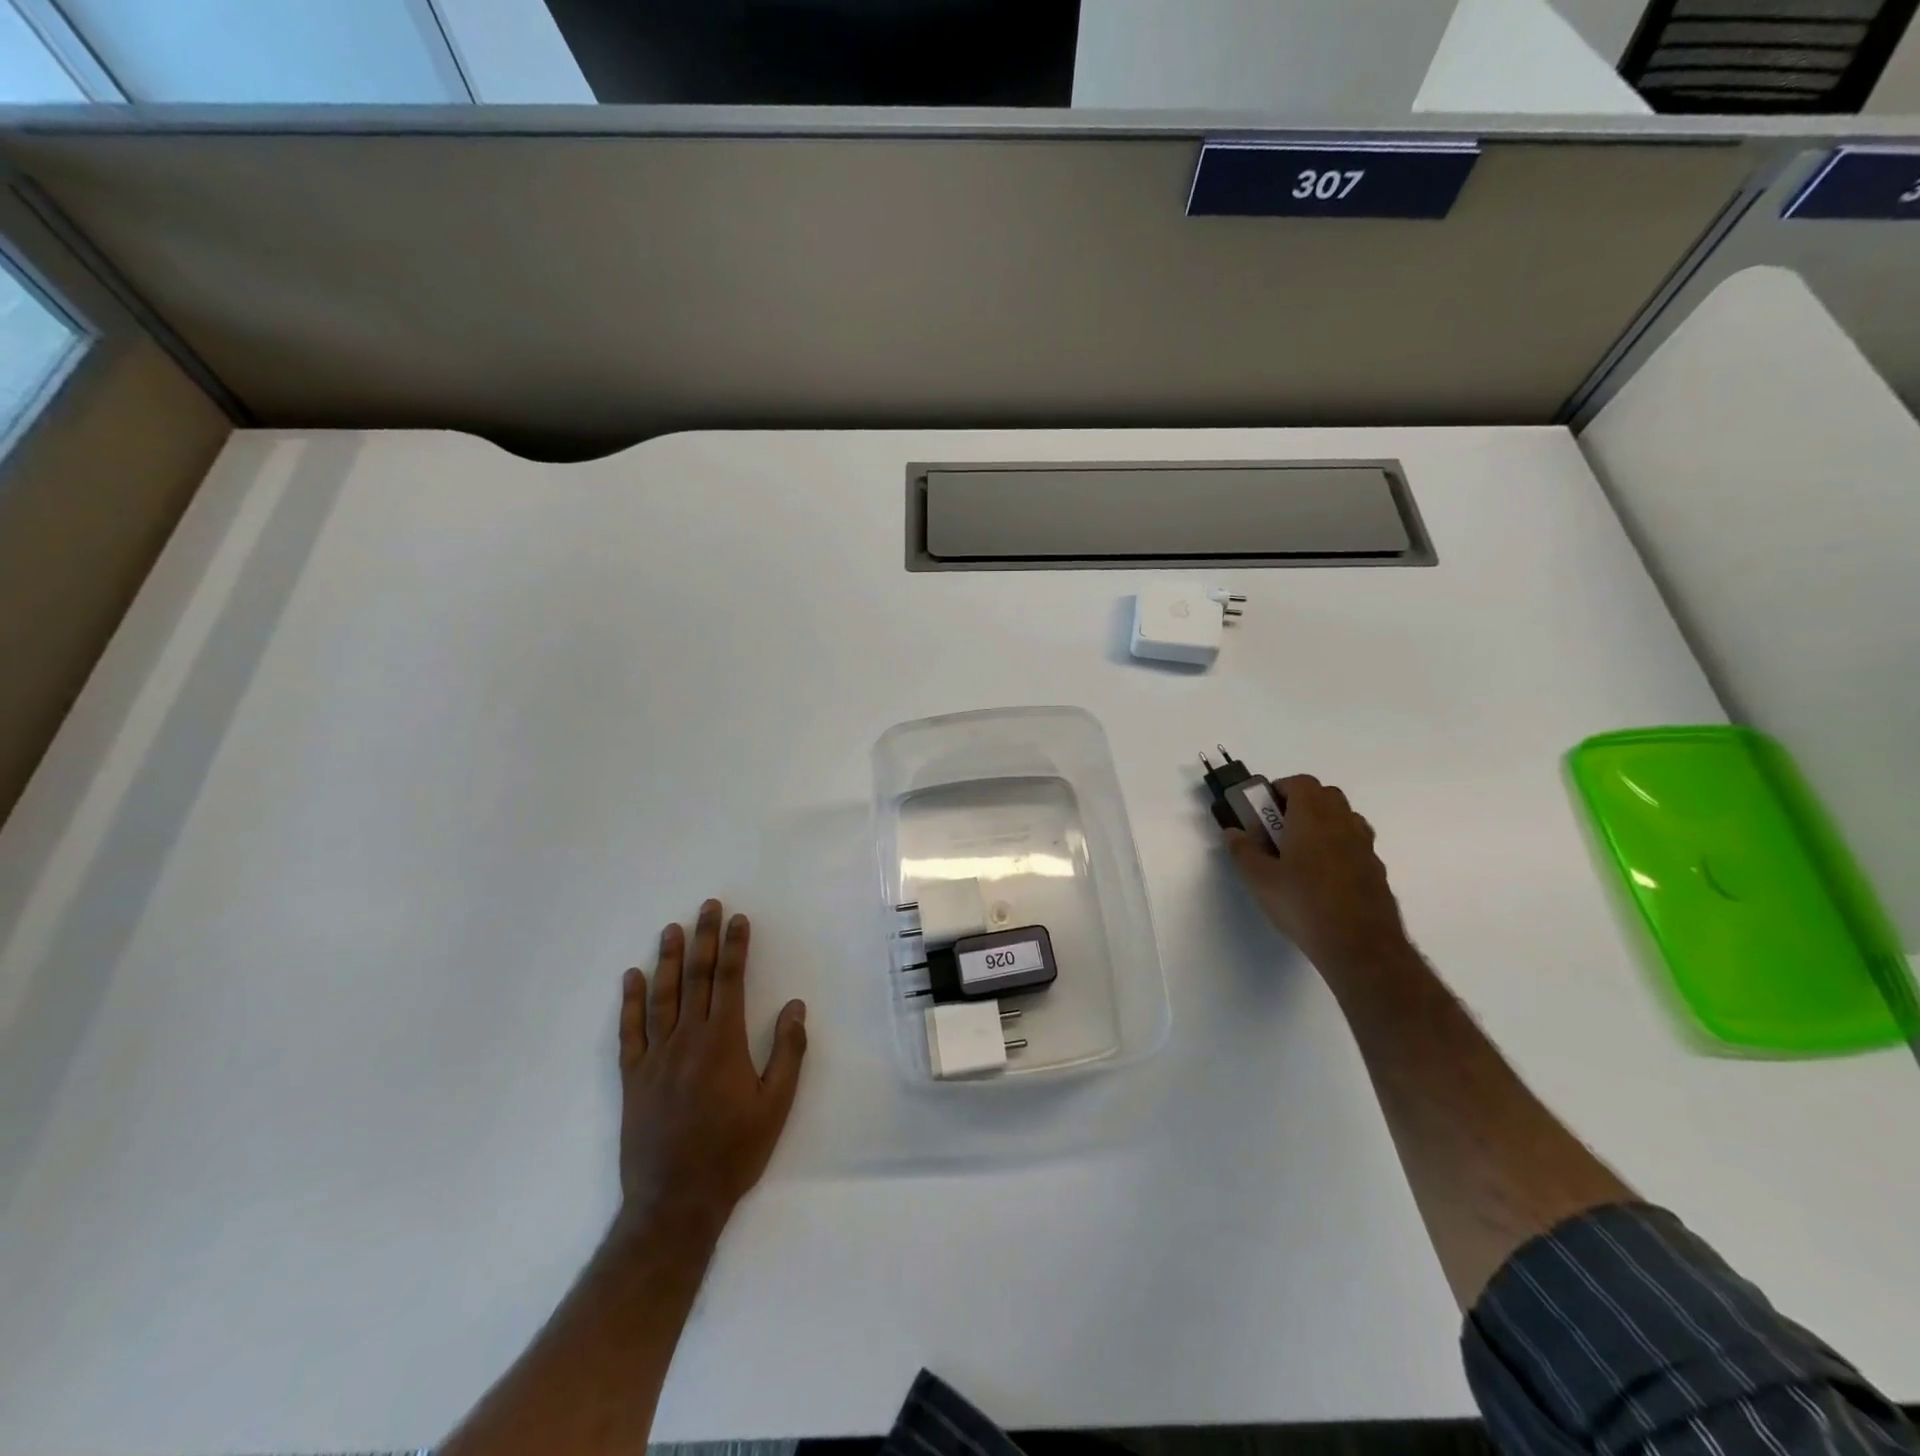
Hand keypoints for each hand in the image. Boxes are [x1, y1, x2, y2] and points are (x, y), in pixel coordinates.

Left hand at [616, 899, 807, 1238]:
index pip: (729, 981)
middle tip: (708, 906)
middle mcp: (687, 1040)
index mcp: (722, 1043)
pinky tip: (632, 977)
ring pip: (662, 996)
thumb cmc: (733, 1153)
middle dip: (704, 939)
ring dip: (668, 959)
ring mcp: (655, 1057)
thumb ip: (787, 1053)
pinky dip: (630, 1002)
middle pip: (696, 978)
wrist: (675, 1202)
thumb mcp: (776, 1106)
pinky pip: (630, 1031)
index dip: (734, 947)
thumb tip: (795, 1007)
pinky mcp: (633, 1078)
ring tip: (672, 929)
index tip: (738, 920)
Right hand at [1224, 775, 1411, 975]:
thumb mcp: (1259, 879)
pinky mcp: (1376, 870)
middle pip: (1325, 795)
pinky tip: (1323, 878)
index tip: (1263, 809)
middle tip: (1278, 828)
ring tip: (1301, 853)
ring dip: (1322, 824)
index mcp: (1312, 817)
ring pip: (1344, 819)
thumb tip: (1233, 831)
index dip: (1280, 789)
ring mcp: (1364, 846)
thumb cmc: (1302, 904)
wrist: (1359, 946)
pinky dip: (1338, 847)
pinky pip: (1354, 845)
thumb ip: (1243, 851)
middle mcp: (1342, 823)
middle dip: (1301, 803)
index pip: (1300, 783)